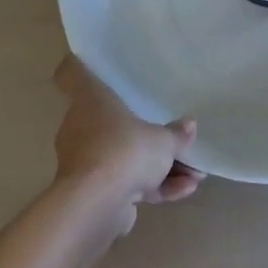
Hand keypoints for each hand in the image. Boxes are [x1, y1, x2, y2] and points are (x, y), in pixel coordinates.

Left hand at [52, 56, 202, 227]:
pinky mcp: (95, 193)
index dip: (80, 66)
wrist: (97, 204)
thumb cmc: (125, 150)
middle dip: (147, 136)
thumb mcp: (162, 140)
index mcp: (91, 102)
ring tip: (194, 175)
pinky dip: (154, 187)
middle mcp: (82, 127)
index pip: (74, 75)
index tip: (91, 63)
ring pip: (125, 157)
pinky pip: (128, 183)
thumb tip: (188, 125)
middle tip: (176, 140)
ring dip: (160, 167)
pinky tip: (186, 190)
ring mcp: (87, 162)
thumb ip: (176, 134)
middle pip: (111, 123)